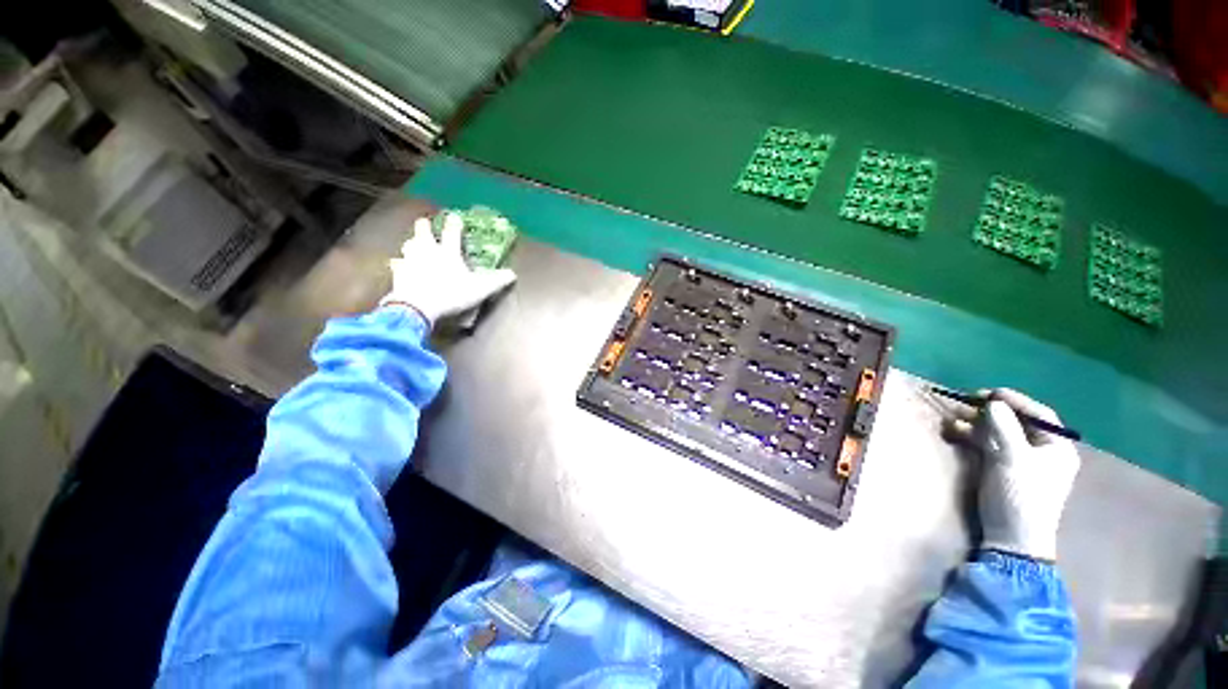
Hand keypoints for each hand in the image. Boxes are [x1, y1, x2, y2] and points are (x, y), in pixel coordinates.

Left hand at [380, 213, 515, 327]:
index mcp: (448, 252)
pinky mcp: (398, 271)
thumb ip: (496, 281)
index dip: (454, 223)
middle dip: (425, 225)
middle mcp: (428, 250)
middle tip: (427, 224)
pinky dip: (400, 263)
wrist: (418, 306)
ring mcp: (410, 259)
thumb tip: (512, 274)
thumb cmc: (451, 293)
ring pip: (409, 243)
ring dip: (413, 242)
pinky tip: (400, 266)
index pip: (452, 232)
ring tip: (415, 244)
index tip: (454, 216)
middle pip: (423, 230)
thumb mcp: (480, 289)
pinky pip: (397, 263)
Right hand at [946, 389, 1080, 561]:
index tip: (989, 392)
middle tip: (967, 402)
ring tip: (955, 417)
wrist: (1011, 537)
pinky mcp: (1003, 470)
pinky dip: (973, 436)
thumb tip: (993, 402)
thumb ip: (1004, 428)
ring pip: (999, 433)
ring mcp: (1021, 462)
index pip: (1040, 415)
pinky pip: (989, 445)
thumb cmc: (1021, 495)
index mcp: (1056, 448)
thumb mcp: (1014, 459)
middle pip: (1018, 422)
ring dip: (978, 423)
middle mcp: (1042, 452)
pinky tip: (956, 431)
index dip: (1016, 400)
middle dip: (991, 412)